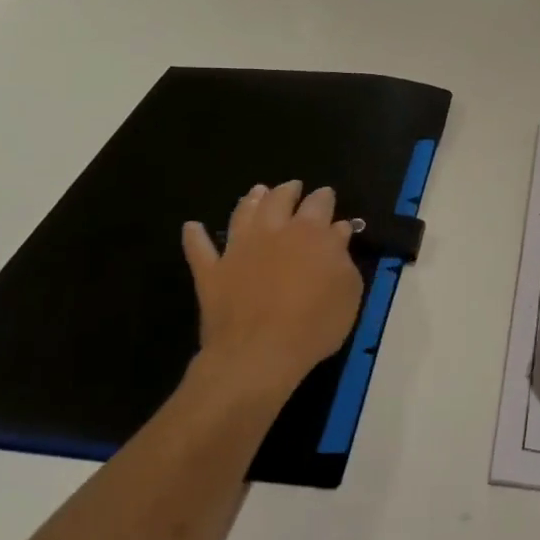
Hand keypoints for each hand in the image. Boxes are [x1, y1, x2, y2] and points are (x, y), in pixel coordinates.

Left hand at [181, 181, 363, 404]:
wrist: (259, 352)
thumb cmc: (314, 324)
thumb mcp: (348, 291)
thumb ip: (343, 256)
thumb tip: (337, 229)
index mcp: (311, 233)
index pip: (319, 204)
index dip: (324, 197)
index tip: (326, 194)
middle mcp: (272, 231)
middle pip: (279, 200)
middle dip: (287, 190)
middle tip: (292, 186)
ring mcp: (238, 250)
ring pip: (242, 214)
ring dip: (249, 200)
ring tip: (256, 191)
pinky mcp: (211, 272)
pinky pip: (199, 249)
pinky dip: (195, 236)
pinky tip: (192, 227)